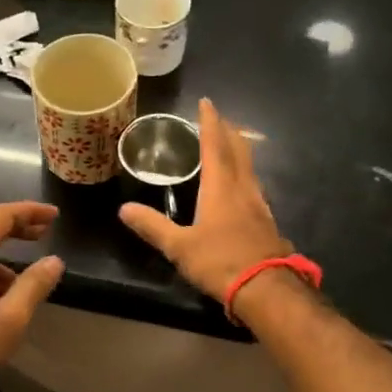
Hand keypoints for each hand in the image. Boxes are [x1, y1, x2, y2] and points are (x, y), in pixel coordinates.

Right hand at [119, 98, 291, 305]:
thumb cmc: (220, 262)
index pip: (215, 145)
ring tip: (228, 147)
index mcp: (220, 187)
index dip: (209, 122)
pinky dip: (244, 175)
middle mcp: (243, 188)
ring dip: (239, 151)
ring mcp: (259, 204)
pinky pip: (254, 186)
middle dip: (228, 131)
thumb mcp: (179, 246)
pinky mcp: (267, 221)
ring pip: (249, 167)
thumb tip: (124, 209)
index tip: (206, 102)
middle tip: (218, 119)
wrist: (267, 290)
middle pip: (239, 150)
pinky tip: (240, 187)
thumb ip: (152, 226)